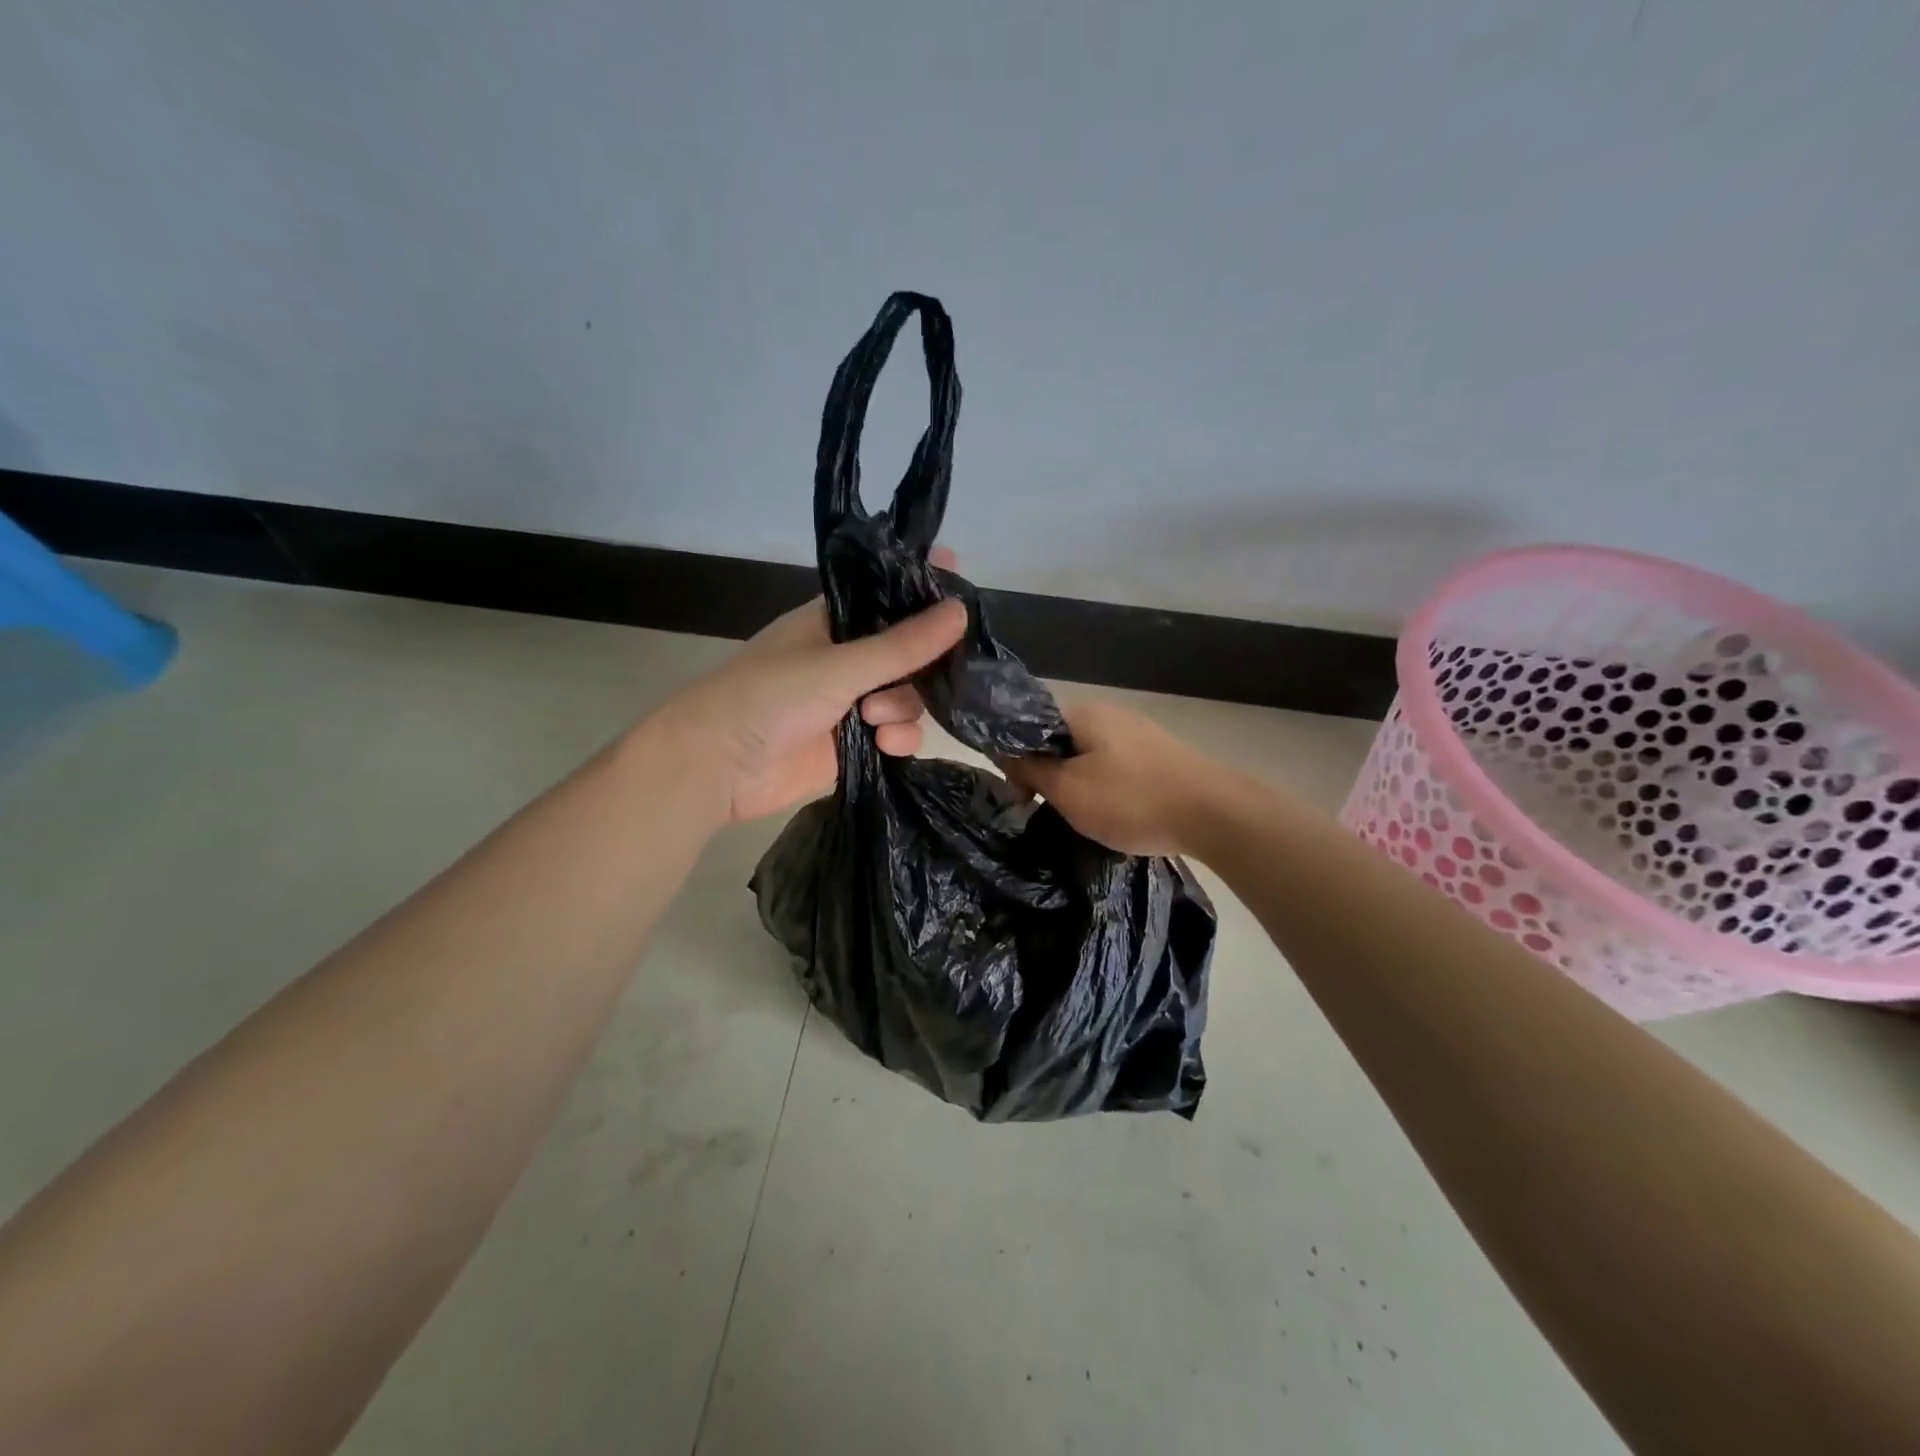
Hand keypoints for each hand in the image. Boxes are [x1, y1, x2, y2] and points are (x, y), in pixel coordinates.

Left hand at [655, 563, 966, 823]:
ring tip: (874, 718)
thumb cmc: (769, 696)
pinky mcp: (856, 745)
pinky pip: (897, 734)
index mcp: (834, 623)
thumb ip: (902, 645)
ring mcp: (852, 703)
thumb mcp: (839, 665)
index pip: (888, 596)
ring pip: (908, 697)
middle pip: (910, 652)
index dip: (923, 589)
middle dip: (921, 664)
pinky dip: (898, 739)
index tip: (961, 582)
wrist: (718, 766)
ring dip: (902, 707)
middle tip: (930, 670)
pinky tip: (885, 745)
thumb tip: (961, 610)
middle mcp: (848, 659)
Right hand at [1002, 700, 1223, 856]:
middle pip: (1062, 742)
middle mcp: (1111, 713)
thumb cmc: (1132, 800)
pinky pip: (1117, 768)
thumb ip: (1032, 770)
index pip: (1032, 728)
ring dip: (1079, 785)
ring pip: (1090, 757)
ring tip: (1085, 819)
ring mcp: (1140, 733)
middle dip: (1050, 776)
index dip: (1019, 762)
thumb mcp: (1069, 791)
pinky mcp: (1161, 755)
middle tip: (1051, 813)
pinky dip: (1108, 789)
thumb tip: (1006, 754)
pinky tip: (1116, 814)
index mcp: (1084, 713)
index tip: (1022, 798)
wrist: (1215, 814)